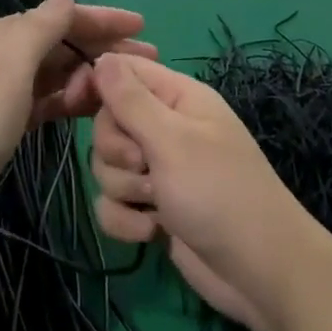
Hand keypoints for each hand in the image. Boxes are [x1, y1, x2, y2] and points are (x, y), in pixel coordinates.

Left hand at [0, 0, 153, 251]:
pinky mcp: (3, 125)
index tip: (142, 26)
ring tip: (127, 88)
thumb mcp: (9, 68)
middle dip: (102, 47)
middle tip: (148, 60)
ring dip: (88, 76)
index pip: (59, 17)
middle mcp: (0, 57)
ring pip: (55, 74)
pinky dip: (69, 101)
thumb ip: (40, 28)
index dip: (102, 18)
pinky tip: (92, 108)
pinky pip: (46, 102)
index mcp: (0, 36)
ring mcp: (1, 93)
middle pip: (60, 44)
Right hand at [89, 54, 315, 330]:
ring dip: (124, 188)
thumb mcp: (172, 140)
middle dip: (116, 151)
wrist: (259, 272)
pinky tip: (152, 232)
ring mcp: (160, 170)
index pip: (122, 70)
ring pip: (107, 166)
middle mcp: (166, 127)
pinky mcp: (153, 208)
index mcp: (177, 97)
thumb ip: (131, 100)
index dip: (94, 83)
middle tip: (145, 167)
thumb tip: (101, 58)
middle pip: (107, 122)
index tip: (72, 103)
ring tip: (156, 203)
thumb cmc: (219, 192)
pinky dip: (126, 220)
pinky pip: (114, 203)